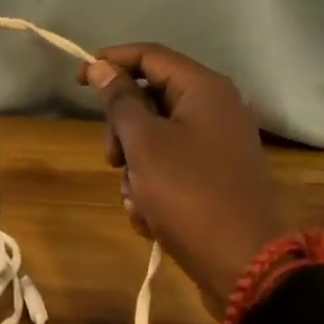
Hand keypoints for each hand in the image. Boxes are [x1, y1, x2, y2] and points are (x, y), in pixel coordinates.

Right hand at [78, 43, 290, 313]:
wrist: (245, 268)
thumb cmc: (190, 195)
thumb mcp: (145, 143)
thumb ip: (120, 100)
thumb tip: (102, 66)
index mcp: (204, 88)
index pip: (148, 55)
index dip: (109, 62)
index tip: (77, 82)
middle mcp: (215, 108)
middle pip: (150, 97)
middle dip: (122, 128)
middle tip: (111, 157)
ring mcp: (217, 144)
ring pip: (155, 136)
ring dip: (134, 164)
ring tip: (134, 197)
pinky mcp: (214, 177)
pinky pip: (171, 165)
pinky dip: (153, 185)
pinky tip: (148, 216)